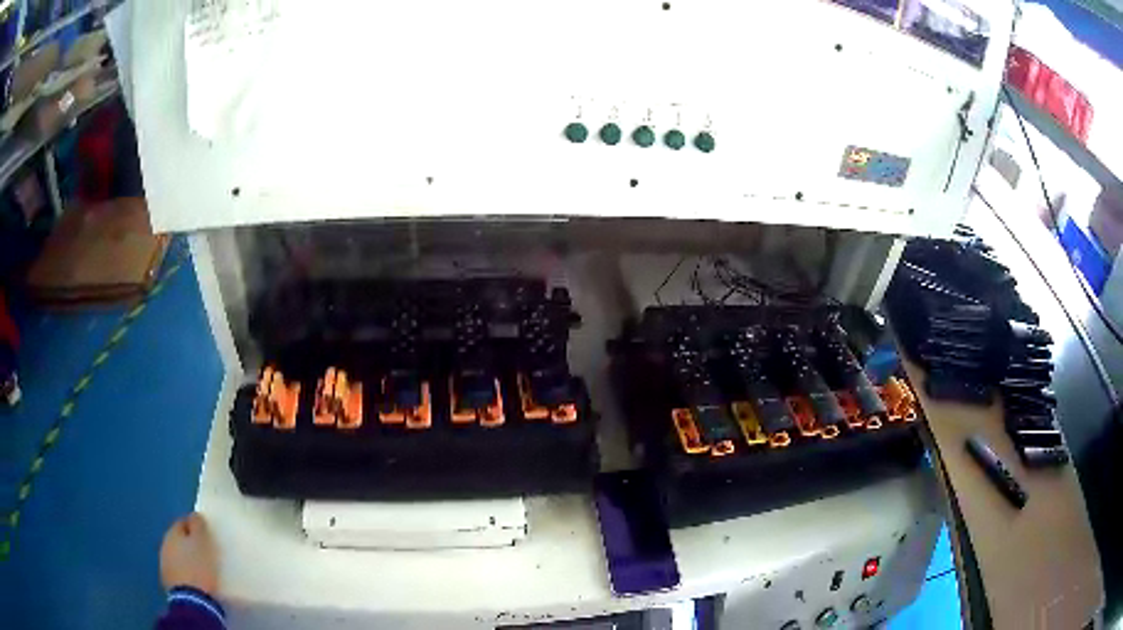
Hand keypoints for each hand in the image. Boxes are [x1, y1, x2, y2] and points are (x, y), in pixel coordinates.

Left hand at [159, 512, 219, 595]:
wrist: (192, 600)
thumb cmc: (199, 568)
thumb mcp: (203, 543)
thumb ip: (198, 526)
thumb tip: (194, 516)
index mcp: (172, 532)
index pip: (183, 522)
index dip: (194, 526)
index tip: (206, 534)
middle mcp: (164, 544)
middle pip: (178, 539)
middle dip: (189, 543)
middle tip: (203, 551)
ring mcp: (164, 563)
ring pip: (176, 555)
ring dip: (185, 558)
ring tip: (199, 567)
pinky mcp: (168, 580)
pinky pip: (177, 570)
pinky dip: (184, 571)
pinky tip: (193, 579)